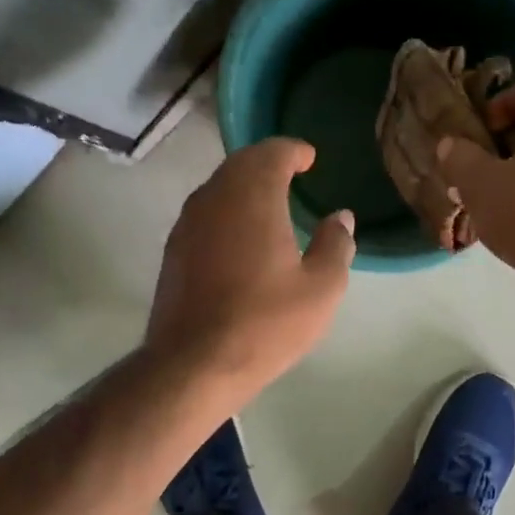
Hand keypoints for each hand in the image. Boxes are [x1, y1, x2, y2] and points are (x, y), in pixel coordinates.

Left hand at [146, 138, 355, 398]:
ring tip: (268, 203)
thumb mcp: (321, 288)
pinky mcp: (173, 252)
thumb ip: (335, 245)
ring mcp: (187, 225)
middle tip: (290, 173)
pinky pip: (204, 215)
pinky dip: (226, 212)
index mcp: (252, 197)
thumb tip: (340, 217)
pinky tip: (240, 237)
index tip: (309, 158)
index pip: (271, 153)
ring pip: (218, 189)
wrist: (194, 364)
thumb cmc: (266, 323)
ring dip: (243, 187)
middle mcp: (213, 199)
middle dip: (266, 163)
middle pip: (240, 165)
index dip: (293, 151)